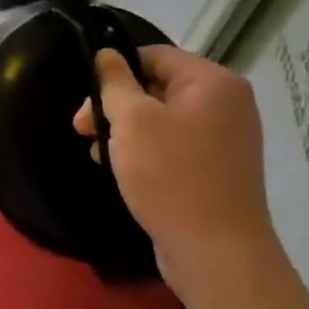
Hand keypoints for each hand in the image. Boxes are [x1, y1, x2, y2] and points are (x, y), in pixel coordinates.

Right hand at [73, 45, 279, 308]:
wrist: (217, 255)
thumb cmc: (171, 177)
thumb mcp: (132, 121)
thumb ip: (114, 81)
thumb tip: (106, 54)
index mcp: (212, 82)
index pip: (153, 55)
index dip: (114, 70)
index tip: (87, 98)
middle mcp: (226, 103)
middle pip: (156, 86)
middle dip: (115, 105)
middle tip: (81, 129)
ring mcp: (225, 138)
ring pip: (161, 118)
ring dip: (126, 131)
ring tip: (98, 154)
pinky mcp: (218, 169)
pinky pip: (174, 145)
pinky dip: (146, 152)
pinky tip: (122, 170)